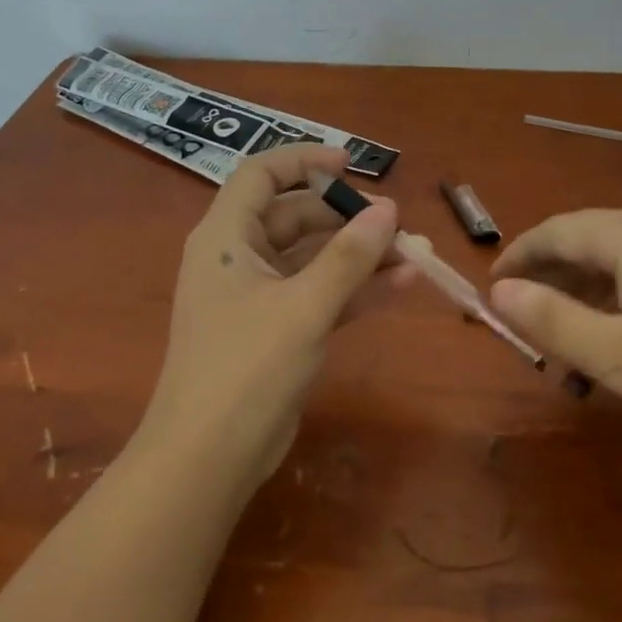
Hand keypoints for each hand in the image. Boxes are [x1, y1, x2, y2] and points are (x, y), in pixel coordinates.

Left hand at [140, 144, 403, 483]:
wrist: (208, 461)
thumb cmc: (247, 368)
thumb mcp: (304, 306)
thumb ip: (349, 256)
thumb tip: (389, 209)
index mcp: (226, 237)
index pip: (261, 175)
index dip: (304, 160)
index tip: (351, 163)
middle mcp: (239, 258)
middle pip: (296, 217)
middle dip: (347, 217)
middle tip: (396, 224)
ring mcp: (258, 296)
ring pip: (314, 258)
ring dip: (360, 255)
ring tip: (413, 253)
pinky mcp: (276, 330)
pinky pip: (319, 294)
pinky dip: (355, 289)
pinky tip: (401, 285)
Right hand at [489, 205, 621, 452]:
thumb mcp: (617, 356)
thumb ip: (552, 319)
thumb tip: (498, 292)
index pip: (556, 232)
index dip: (518, 257)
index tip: (493, 289)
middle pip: (587, 239)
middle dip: (550, 277)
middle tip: (526, 320)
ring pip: (619, 254)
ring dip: (585, 289)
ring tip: (569, 336)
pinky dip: (621, 292)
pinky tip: (621, 331)